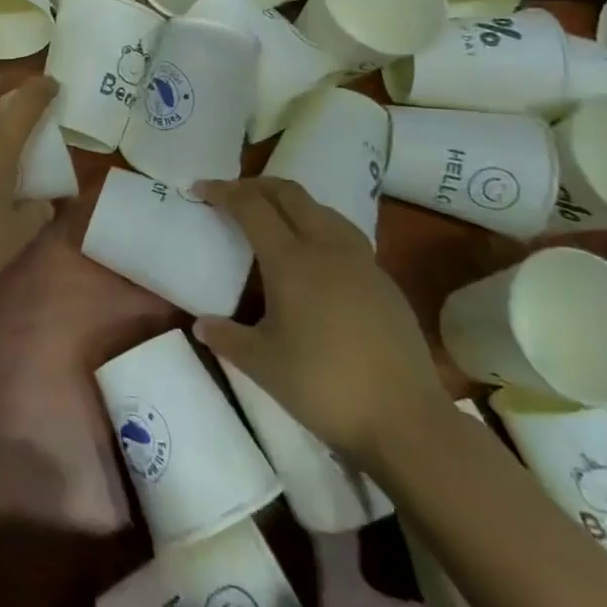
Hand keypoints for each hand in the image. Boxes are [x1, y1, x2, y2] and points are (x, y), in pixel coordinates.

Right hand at [194, 177, 448, 463]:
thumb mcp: (262, 364)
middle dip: (257, 186)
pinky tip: (316, 257)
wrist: (406, 420)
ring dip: (291, 203)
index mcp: (291, 261)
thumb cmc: (324, 386)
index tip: (199, 189)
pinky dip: (319, 227)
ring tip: (273, 218)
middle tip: (232, 195)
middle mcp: (326, 248)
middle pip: (289, 194)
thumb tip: (201, 323)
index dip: (223, 192)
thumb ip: (227, 337)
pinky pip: (345, 235)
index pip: (251, 207)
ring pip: (322, 209)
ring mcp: (361, 263)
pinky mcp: (385, 282)